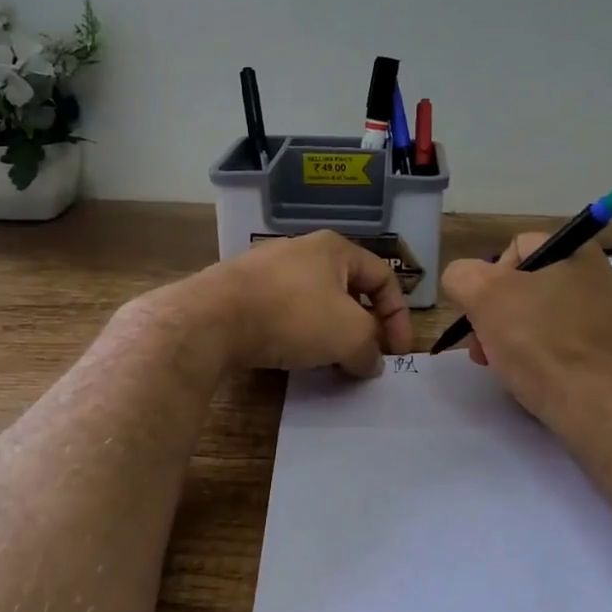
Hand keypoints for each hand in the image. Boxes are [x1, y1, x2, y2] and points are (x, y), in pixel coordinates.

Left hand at [190, 231, 412, 376]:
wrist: (212, 319)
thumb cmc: (293, 315)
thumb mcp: (349, 334)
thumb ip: (371, 348)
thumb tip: (371, 363)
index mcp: (335, 248)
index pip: (383, 277)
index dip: (399, 316)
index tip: (398, 353)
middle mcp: (303, 250)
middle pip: (349, 290)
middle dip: (365, 327)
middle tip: (367, 358)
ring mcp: (268, 269)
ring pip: (316, 303)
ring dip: (332, 334)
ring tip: (333, 363)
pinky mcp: (242, 292)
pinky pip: (285, 313)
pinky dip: (299, 335)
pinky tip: (295, 357)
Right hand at [440, 233, 611, 432]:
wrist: (601, 409)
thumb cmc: (542, 343)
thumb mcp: (485, 297)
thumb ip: (463, 276)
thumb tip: (464, 280)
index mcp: (579, 253)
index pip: (518, 247)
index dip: (489, 275)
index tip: (481, 310)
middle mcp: (603, 280)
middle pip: (531, 287)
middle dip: (498, 314)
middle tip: (483, 346)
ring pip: (547, 320)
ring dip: (517, 339)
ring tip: (503, 368)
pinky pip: (568, 349)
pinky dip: (545, 361)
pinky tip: (533, 382)